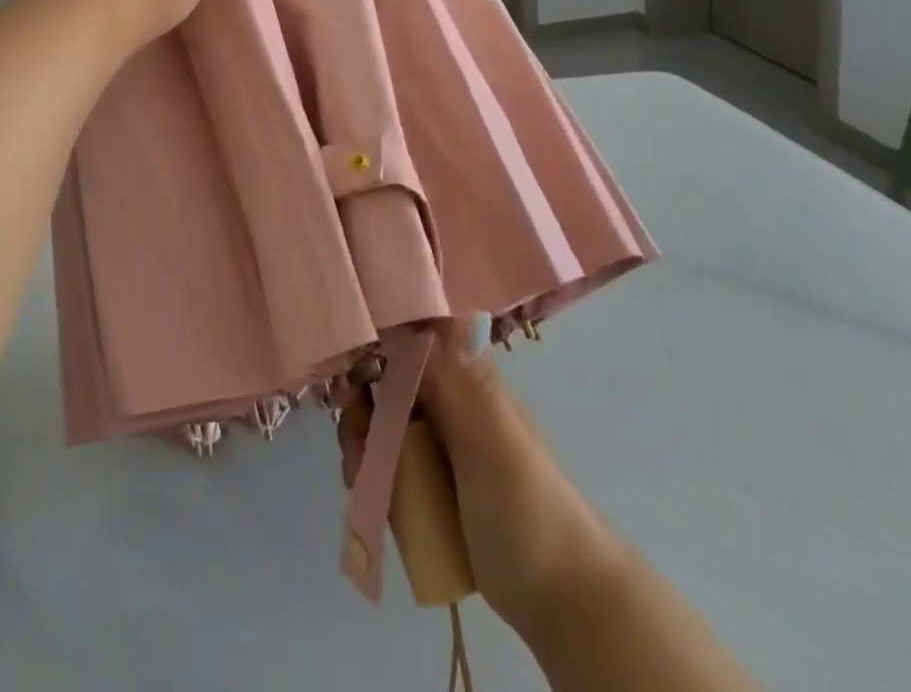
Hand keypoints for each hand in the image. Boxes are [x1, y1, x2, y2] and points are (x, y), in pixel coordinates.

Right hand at [339, 322, 613, 639]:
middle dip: (359, 399)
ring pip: (380, 421)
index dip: (373, 340)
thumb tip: (418, 305)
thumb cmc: (528, 507)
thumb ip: (452, 377)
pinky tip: (365, 489)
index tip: (346, 362)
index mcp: (465, 376)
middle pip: (385, 379)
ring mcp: (437, 446)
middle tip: (353, 431)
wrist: (563, 605)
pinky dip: (368, 469)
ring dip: (359, 438)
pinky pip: (385, 462)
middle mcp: (448, 402)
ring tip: (360, 471)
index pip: (409, 335)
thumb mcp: (491, 435)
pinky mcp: (428, 487)